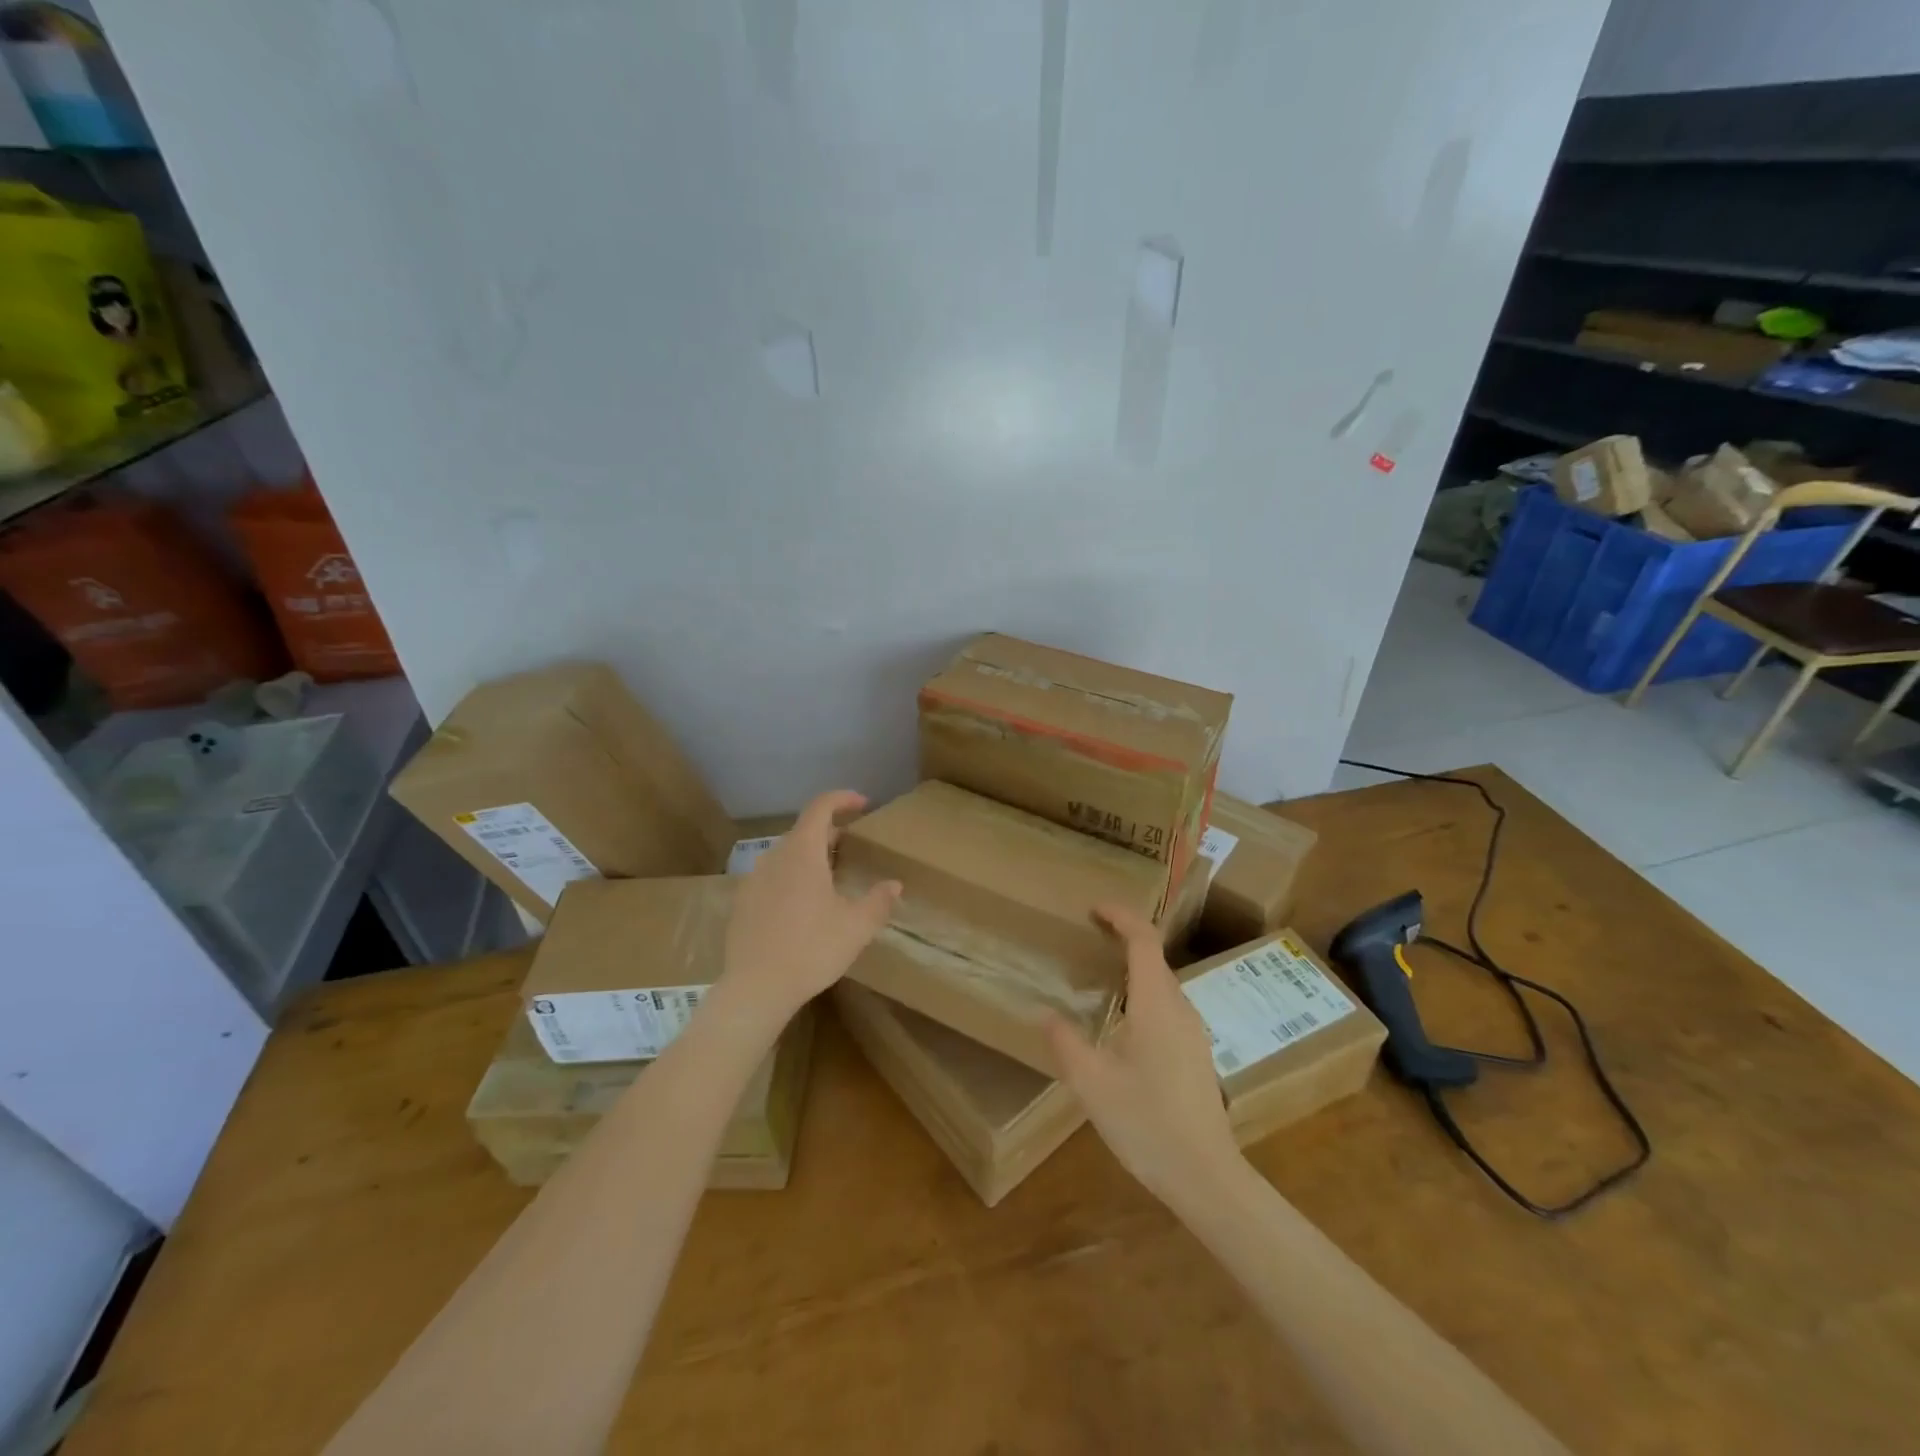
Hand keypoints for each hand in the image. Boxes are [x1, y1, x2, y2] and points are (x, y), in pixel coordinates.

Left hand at [720, 790, 900, 1022]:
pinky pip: (771, 876)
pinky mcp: (742, 902)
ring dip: (809, 855)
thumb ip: (878, 901)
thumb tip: (894, 885)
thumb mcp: (856, 928)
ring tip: (829, 876)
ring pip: (786, 854)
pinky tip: (802, 905)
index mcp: (803, 853)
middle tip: (851, 845)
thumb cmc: (811, 950)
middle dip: (829, 831)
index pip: (820, 807)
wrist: (755, 989)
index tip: (863, 804)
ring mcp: (753, 879)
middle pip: (803, 831)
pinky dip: (791, 876)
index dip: (842, 799)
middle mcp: (775, 857)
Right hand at [1045, 904, 1242, 1208]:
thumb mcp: (1092, 1084)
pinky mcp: (1196, 1054)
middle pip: (1154, 958)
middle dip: (1124, 938)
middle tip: (1087, 939)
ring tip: (1099, 977)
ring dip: (1133, 968)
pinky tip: (1122, 1023)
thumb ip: (1066, 1043)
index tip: (1094, 908)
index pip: (1144, 941)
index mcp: (1156, 1005)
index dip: (1121, 916)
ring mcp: (1193, 1033)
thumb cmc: (1147, 1124)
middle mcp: (1180, 1009)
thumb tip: (1046, 1013)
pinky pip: (1167, 1006)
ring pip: (1162, 984)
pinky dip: (1142, 994)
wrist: (1206, 1177)